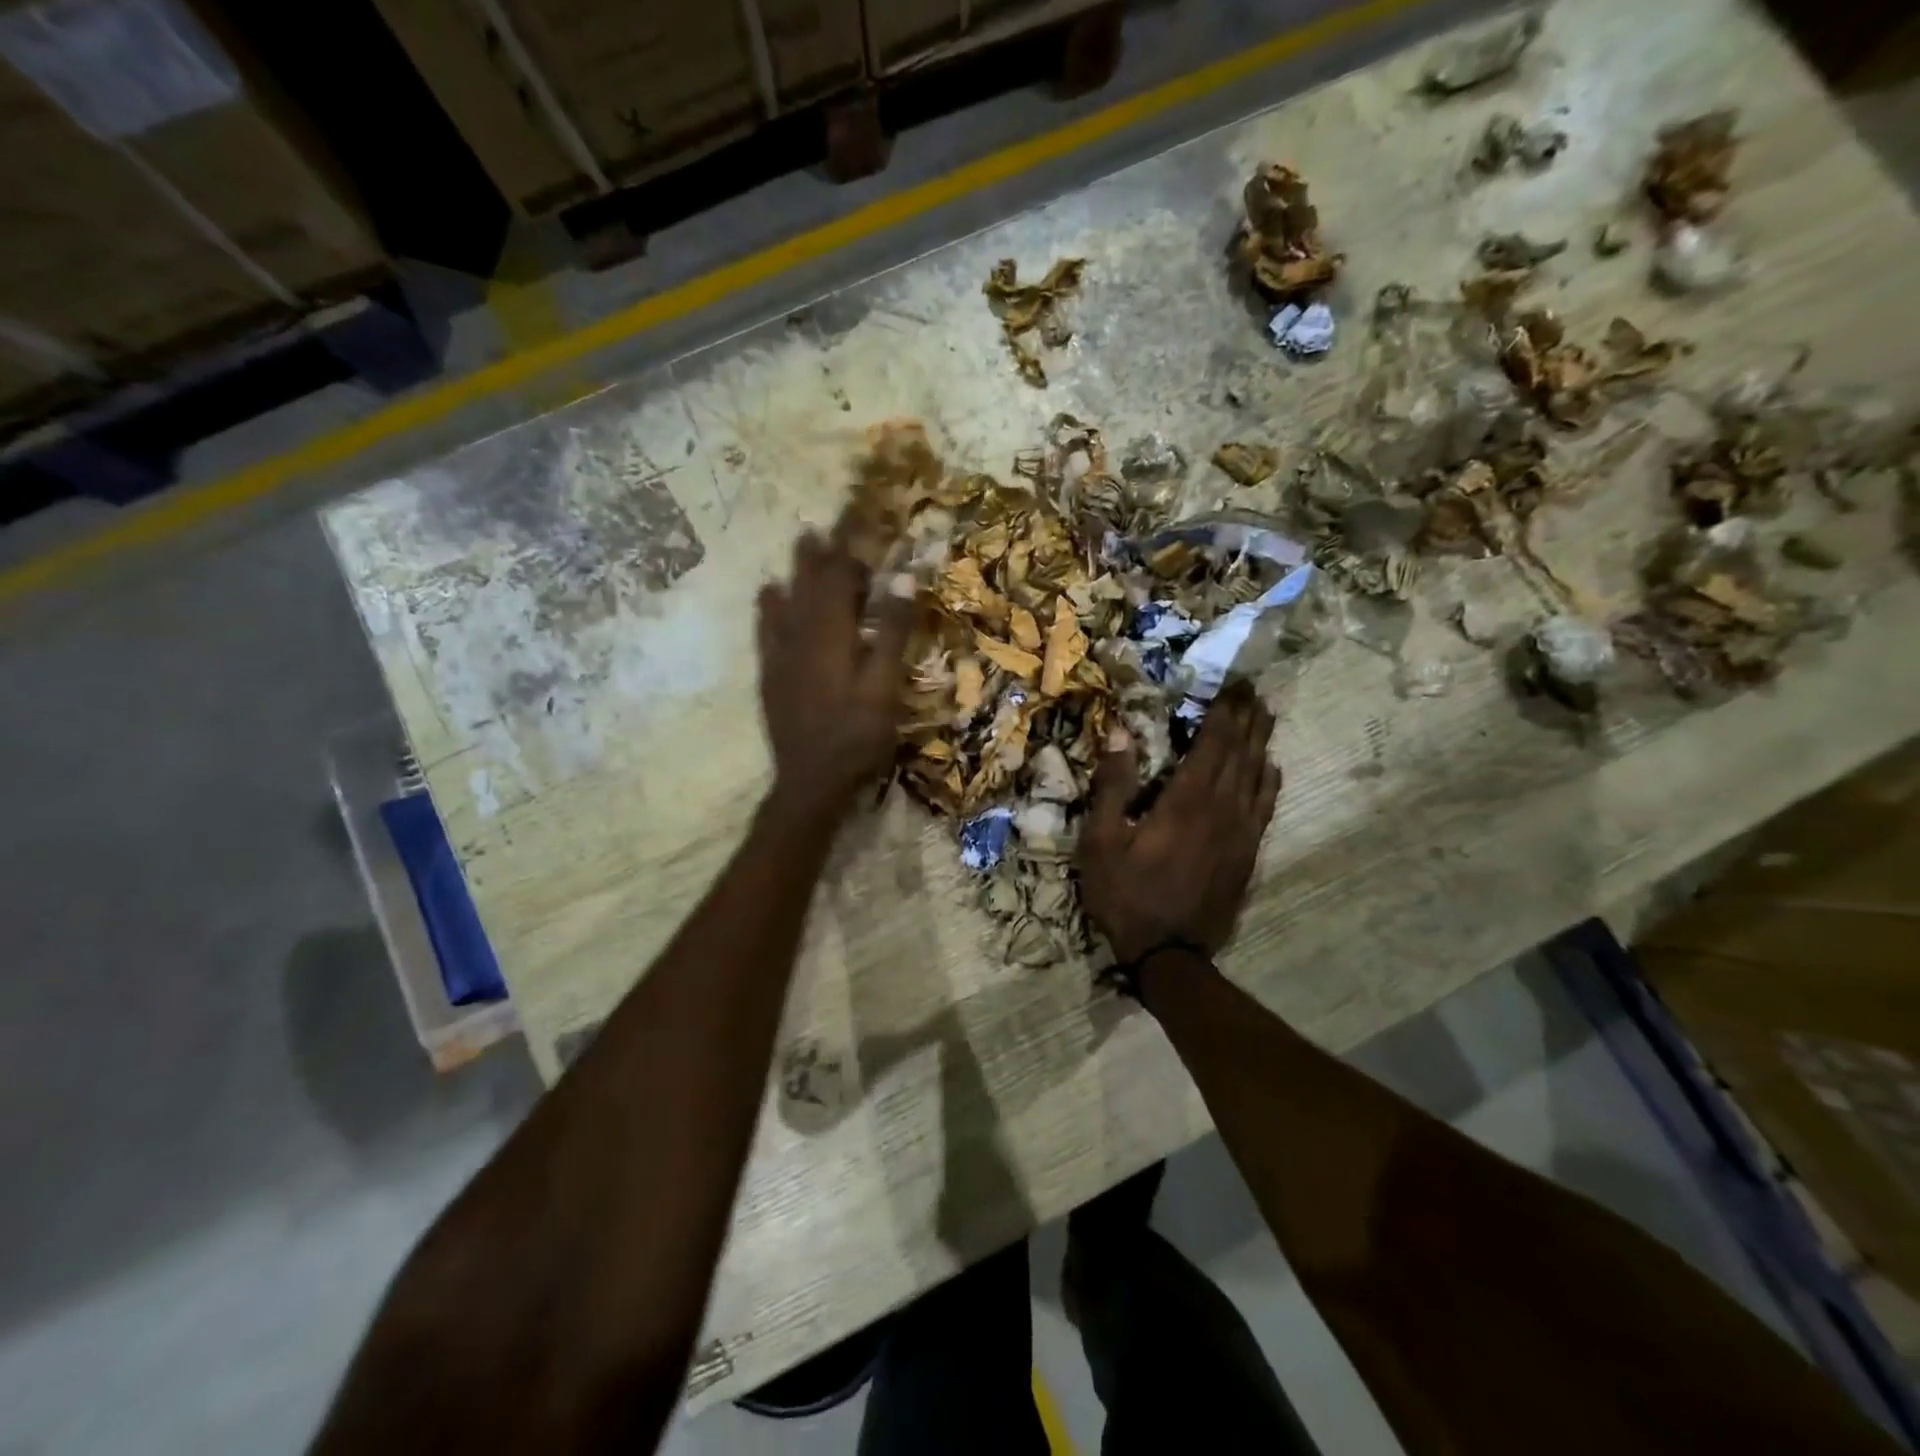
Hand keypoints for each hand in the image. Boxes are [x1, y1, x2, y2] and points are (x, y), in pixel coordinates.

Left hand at [757, 525, 913, 818]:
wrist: (810, 781)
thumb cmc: (856, 737)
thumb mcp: (885, 688)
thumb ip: (892, 634)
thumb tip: (902, 581)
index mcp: (833, 636)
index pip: (840, 580)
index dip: (850, 550)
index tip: (859, 521)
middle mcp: (802, 636)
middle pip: (811, 585)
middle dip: (822, 552)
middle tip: (828, 522)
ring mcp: (782, 656)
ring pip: (787, 601)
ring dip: (797, 571)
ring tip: (802, 543)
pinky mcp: (772, 676)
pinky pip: (767, 630)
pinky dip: (769, 607)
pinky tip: (768, 594)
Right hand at [1077, 682, 1280, 963]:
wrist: (1169, 954)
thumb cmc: (1126, 894)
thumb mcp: (1100, 841)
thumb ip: (1112, 785)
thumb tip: (1122, 733)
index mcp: (1187, 799)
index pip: (1214, 743)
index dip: (1224, 711)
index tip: (1233, 684)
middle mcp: (1223, 808)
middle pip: (1242, 753)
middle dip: (1246, 718)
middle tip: (1252, 689)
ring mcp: (1241, 832)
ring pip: (1258, 775)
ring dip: (1261, 742)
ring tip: (1265, 716)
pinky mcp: (1248, 853)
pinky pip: (1265, 807)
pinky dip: (1270, 782)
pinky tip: (1272, 769)